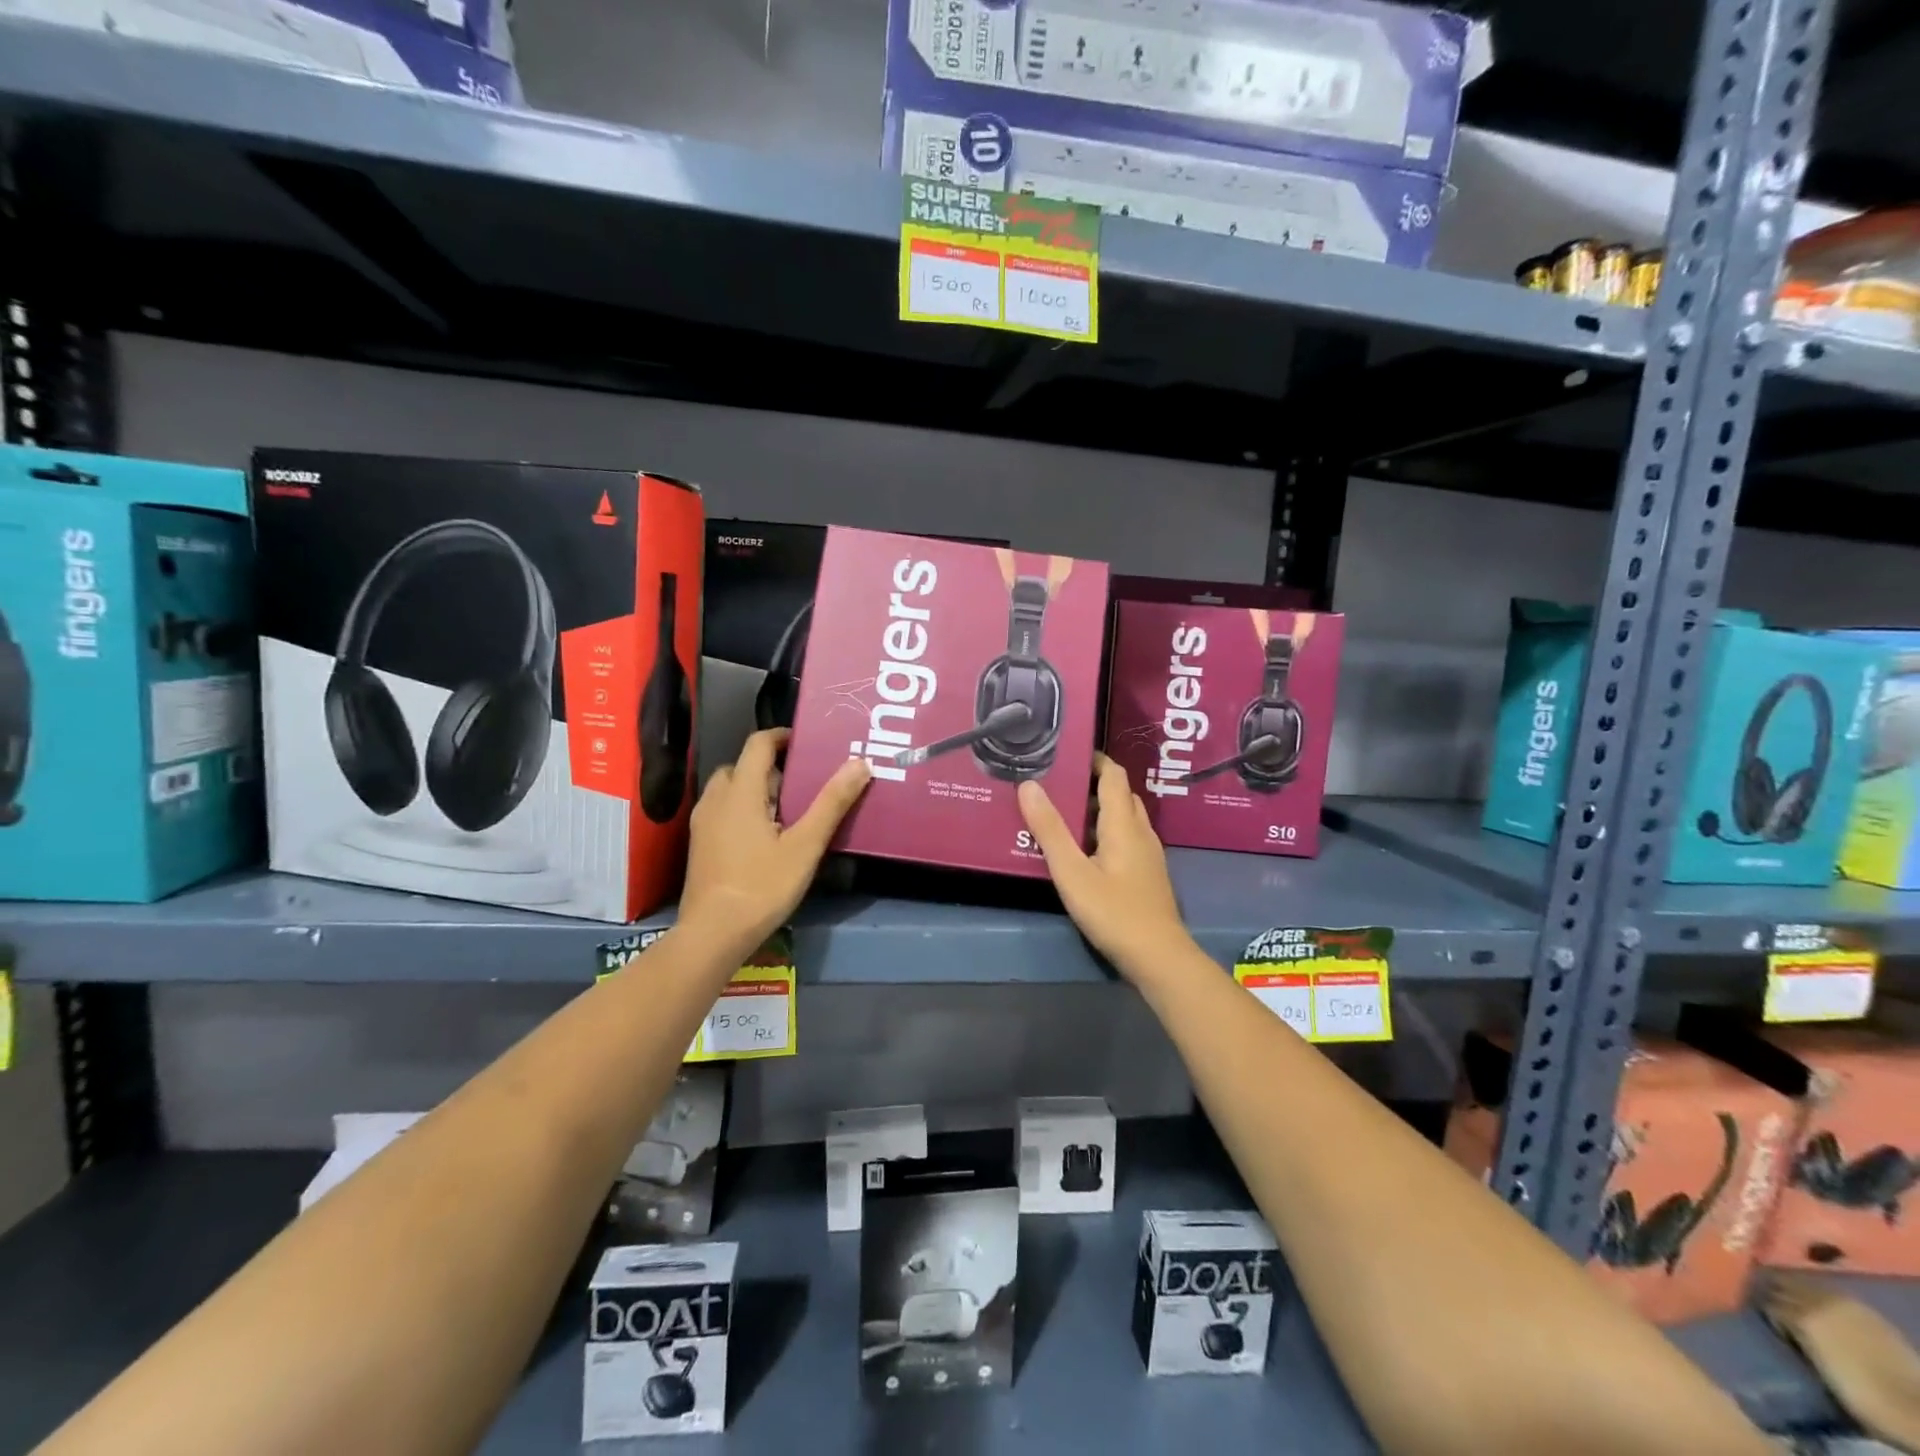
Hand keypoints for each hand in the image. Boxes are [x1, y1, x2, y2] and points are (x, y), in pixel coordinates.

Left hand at [679, 729, 868, 957]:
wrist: (713, 933)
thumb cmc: (762, 885)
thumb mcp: (805, 845)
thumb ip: (831, 803)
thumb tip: (860, 763)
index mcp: (741, 791)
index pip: (758, 744)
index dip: (782, 737)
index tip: (808, 744)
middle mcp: (716, 799)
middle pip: (743, 766)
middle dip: (772, 768)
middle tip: (803, 784)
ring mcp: (704, 823)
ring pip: (731, 789)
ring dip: (757, 790)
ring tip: (788, 811)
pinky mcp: (700, 844)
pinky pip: (723, 810)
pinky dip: (744, 809)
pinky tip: (765, 836)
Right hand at [1016, 754, 1190, 980]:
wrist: (1158, 957)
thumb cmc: (1113, 911)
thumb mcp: (1071, 871)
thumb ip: (1050, 829)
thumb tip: (1029, 785)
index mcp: (1123, 824)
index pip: (1114, 775)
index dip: (1094, 760)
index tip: (1067, 754)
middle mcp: (1141, 832)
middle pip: (1120, 795)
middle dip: (1092, 784)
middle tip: (1058, 785)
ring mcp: (1148, 855)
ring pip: (1124, 819)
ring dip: (1098, 811)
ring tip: (1063, 815)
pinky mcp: (1148, 875)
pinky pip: (1127, 839)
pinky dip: (1106, 832)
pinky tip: (1084, 851)